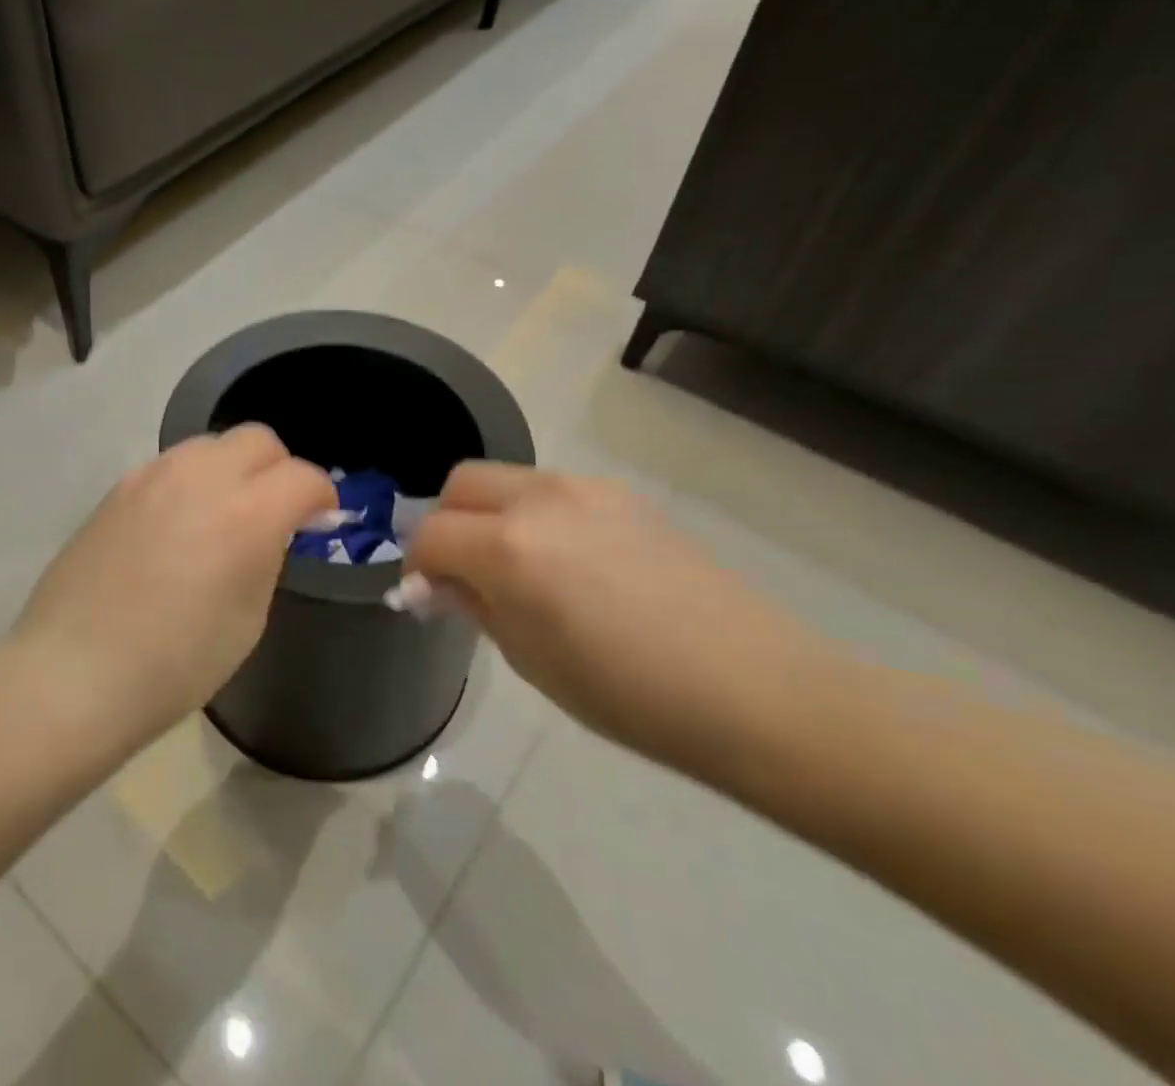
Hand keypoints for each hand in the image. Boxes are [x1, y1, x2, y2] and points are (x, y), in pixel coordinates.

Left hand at [10, 425, 336, 746]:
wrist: (73, 671)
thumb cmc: (175, 664)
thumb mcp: (248, 619)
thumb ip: (267, 556)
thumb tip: (274, 529)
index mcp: (246, 514)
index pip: (302, 477)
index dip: (321, 497)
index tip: (321, 520)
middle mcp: (201, 477)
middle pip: (258, 440)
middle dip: (279, 468)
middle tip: (276, 510)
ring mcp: (153, 475)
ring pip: (212, 445)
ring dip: (233, 469)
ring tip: (225, 514)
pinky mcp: (120, 486)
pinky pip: (172, 465)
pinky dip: (192, 481)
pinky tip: (179, 524)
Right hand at [407, 465, 832, 772]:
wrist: (757, 690)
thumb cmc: (632, 696)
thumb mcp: (533, 660)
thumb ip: (476, 606)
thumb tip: (437, 584)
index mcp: (511, 548)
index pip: (431, 534)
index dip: (416, 564)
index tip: (425, 595)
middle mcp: (541, 500)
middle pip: (461, 483)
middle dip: (446, 521)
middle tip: (461, 571)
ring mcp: (586, 490)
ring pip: (508, 480)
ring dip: (490, 514)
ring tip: (516, 568)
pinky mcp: (623, 496)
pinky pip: (553, 491)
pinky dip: (534, 515)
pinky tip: (568, 564)